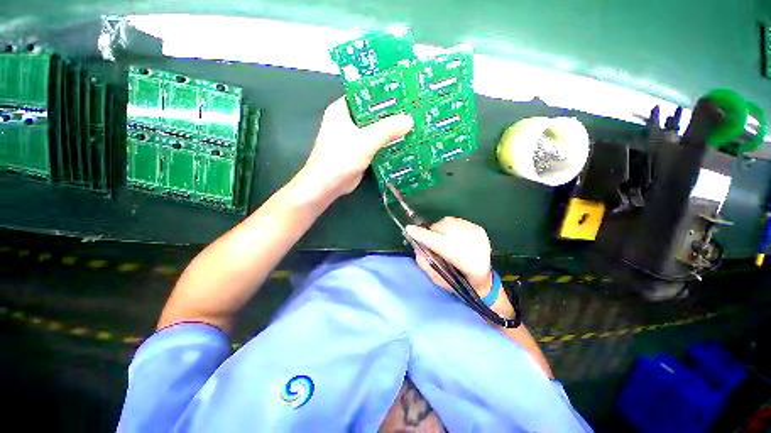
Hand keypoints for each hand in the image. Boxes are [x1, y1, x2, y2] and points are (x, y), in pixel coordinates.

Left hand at [297, 97, 413, 199]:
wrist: (328, 186)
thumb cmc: (341, 158)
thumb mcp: (366, 141)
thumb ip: (387, 129)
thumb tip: (409, 120)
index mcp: (342, 110)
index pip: (365, 94)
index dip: (383, 92)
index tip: (403, 91)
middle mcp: (347, 121)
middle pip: (372, 113)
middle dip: (390, 113)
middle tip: (412, 109)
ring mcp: (352, 138)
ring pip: (375, 129)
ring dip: (389, 129)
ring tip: (411, 124)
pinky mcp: (358, 152)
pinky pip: (375, 143)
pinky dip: (386, 143)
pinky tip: (401, 142)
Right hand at [406, 218, 514, 318]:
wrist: (485, 279)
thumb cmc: (459, 282)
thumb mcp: (439, 279)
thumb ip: (426, 264)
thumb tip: (418, 249)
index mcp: (460, 259)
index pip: (435, 241)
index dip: (421, 235)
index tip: (409, 229)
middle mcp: (469, 242)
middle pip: (441, 228)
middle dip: (432, 233)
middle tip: (433, 242)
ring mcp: (476, 233)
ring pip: (449, 222)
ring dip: (442, 229)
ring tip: (445, 240)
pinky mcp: (479, 229)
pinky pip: (458, 222)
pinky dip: (452, 228)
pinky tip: (456, 238)